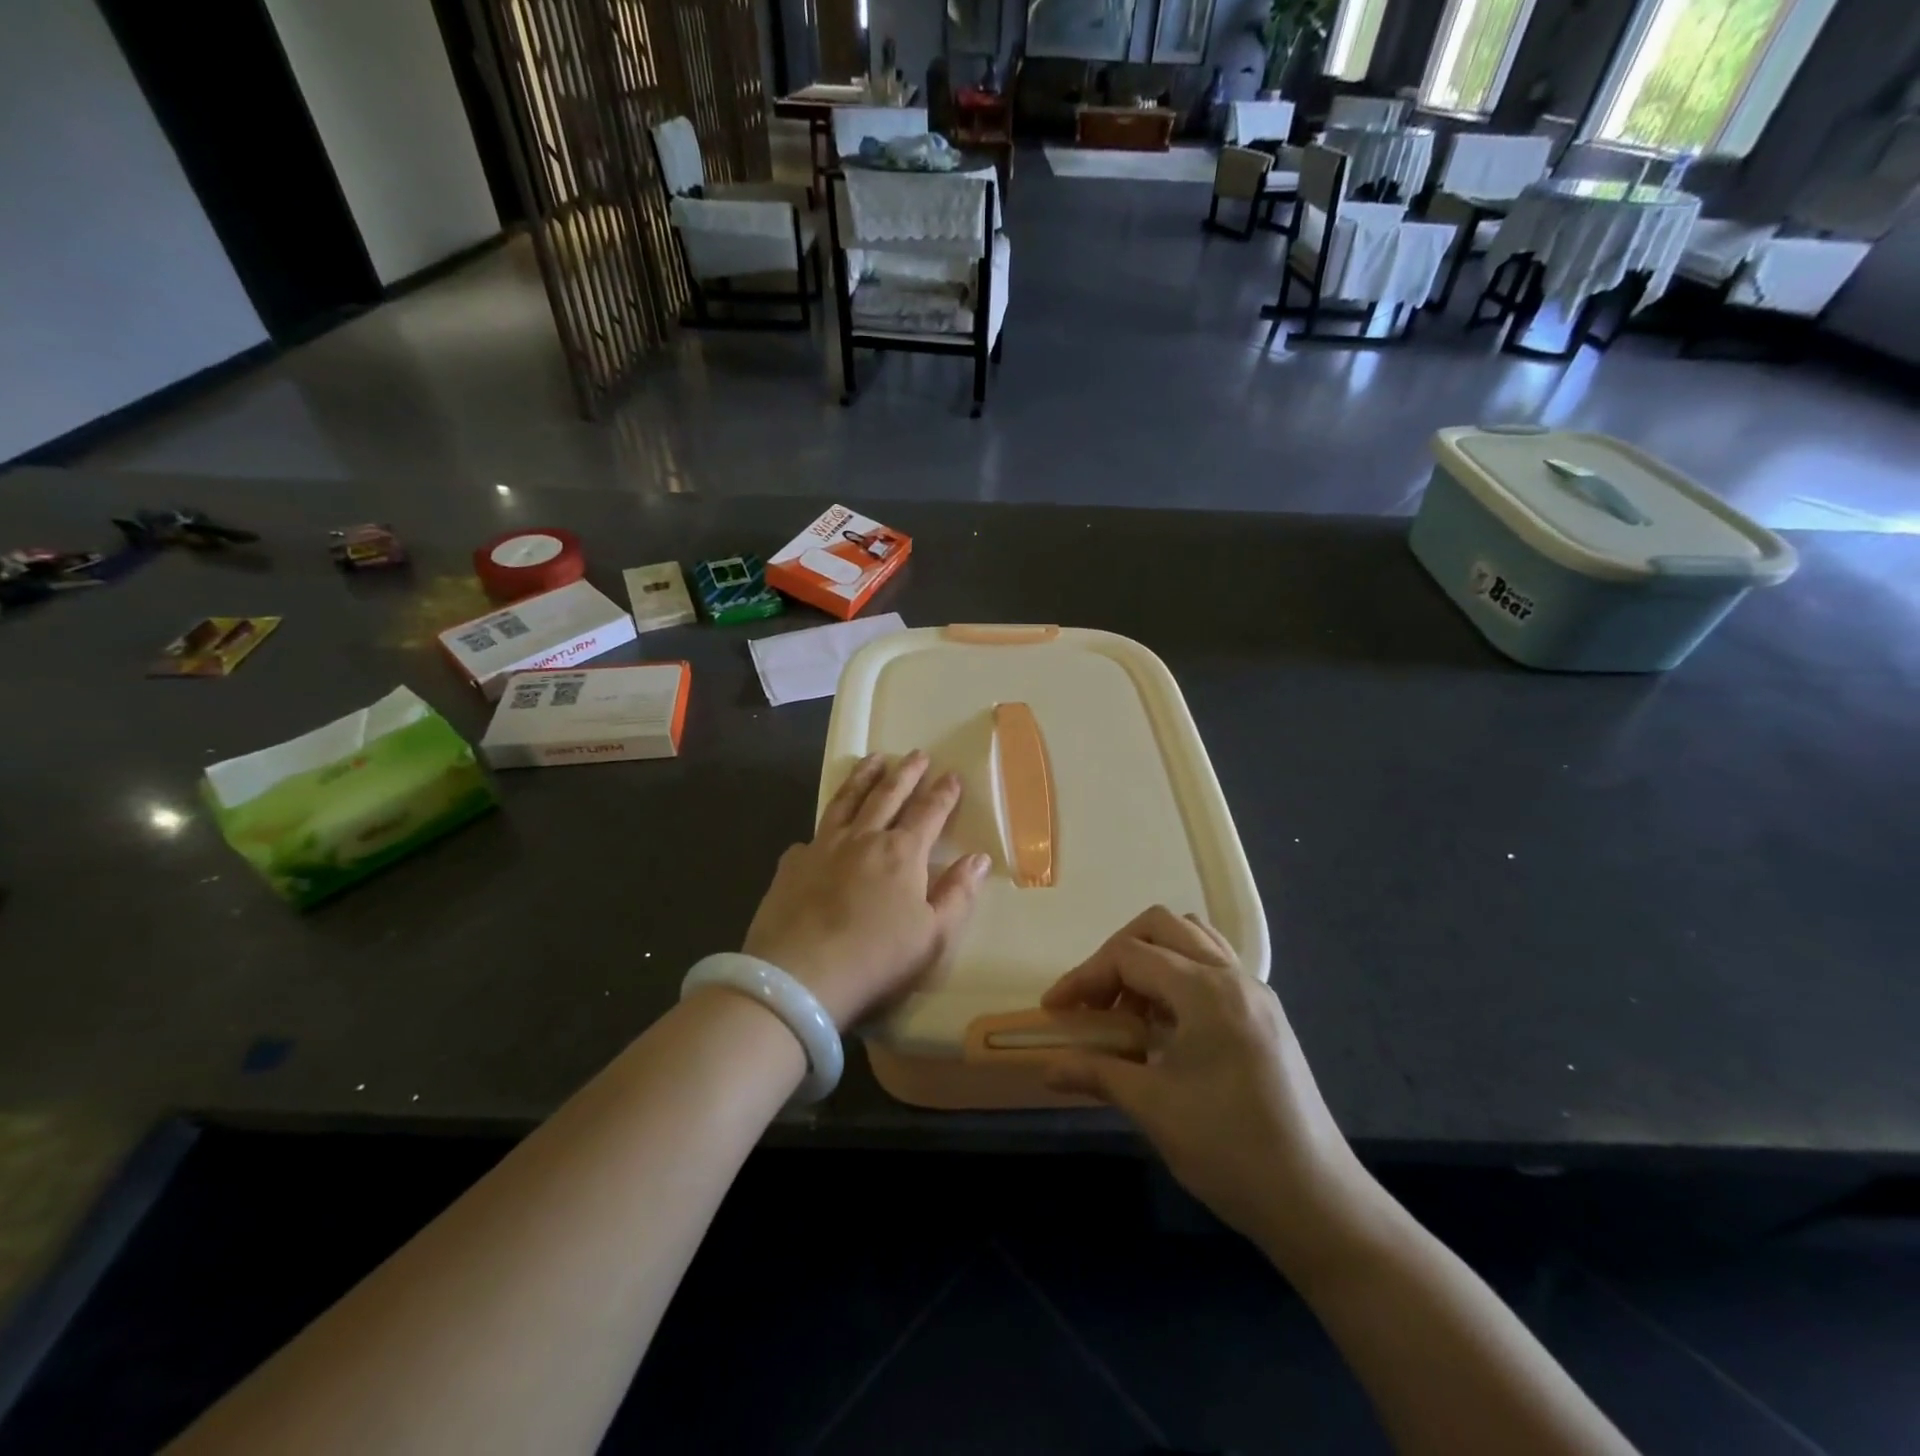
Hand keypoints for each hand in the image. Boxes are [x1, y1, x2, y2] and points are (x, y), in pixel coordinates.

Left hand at [743, 751, 989, 1029]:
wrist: (800, 976)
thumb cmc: (877, 959)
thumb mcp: (933, 936)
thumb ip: (957, 894)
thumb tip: (978, 858)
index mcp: (902, 853)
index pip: (929, 813)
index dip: (943, 794)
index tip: (952, 775)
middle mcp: (863, 838)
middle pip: (888, 795)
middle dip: (906, 773)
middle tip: (917, 754)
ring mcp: (823, 846)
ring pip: (846, 801)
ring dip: (863, 778)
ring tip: (873, 759)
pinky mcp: (792, 863)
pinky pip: (812, 835)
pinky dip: (823, 827)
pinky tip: (821, 831)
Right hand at [1041, 907, 1378, 1273]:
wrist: (1317, 1202)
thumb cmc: (1230, 1150)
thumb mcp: (1153, 1109)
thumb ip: (1097, 1073)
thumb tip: (1047, 1068)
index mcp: (1205, 991)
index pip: (1129, 955)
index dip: (1084, 976)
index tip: (1055, 1010)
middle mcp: (1233, 977)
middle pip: (1162, 926)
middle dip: (1117, 954)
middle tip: (1095, 1000)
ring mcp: (1255, 993)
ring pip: (1193, 939)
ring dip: (1152, 959)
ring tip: (1131, 1009)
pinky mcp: (1266, 1015)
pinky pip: (1214, 966)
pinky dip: (1180, 975)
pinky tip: (1168, 1024)